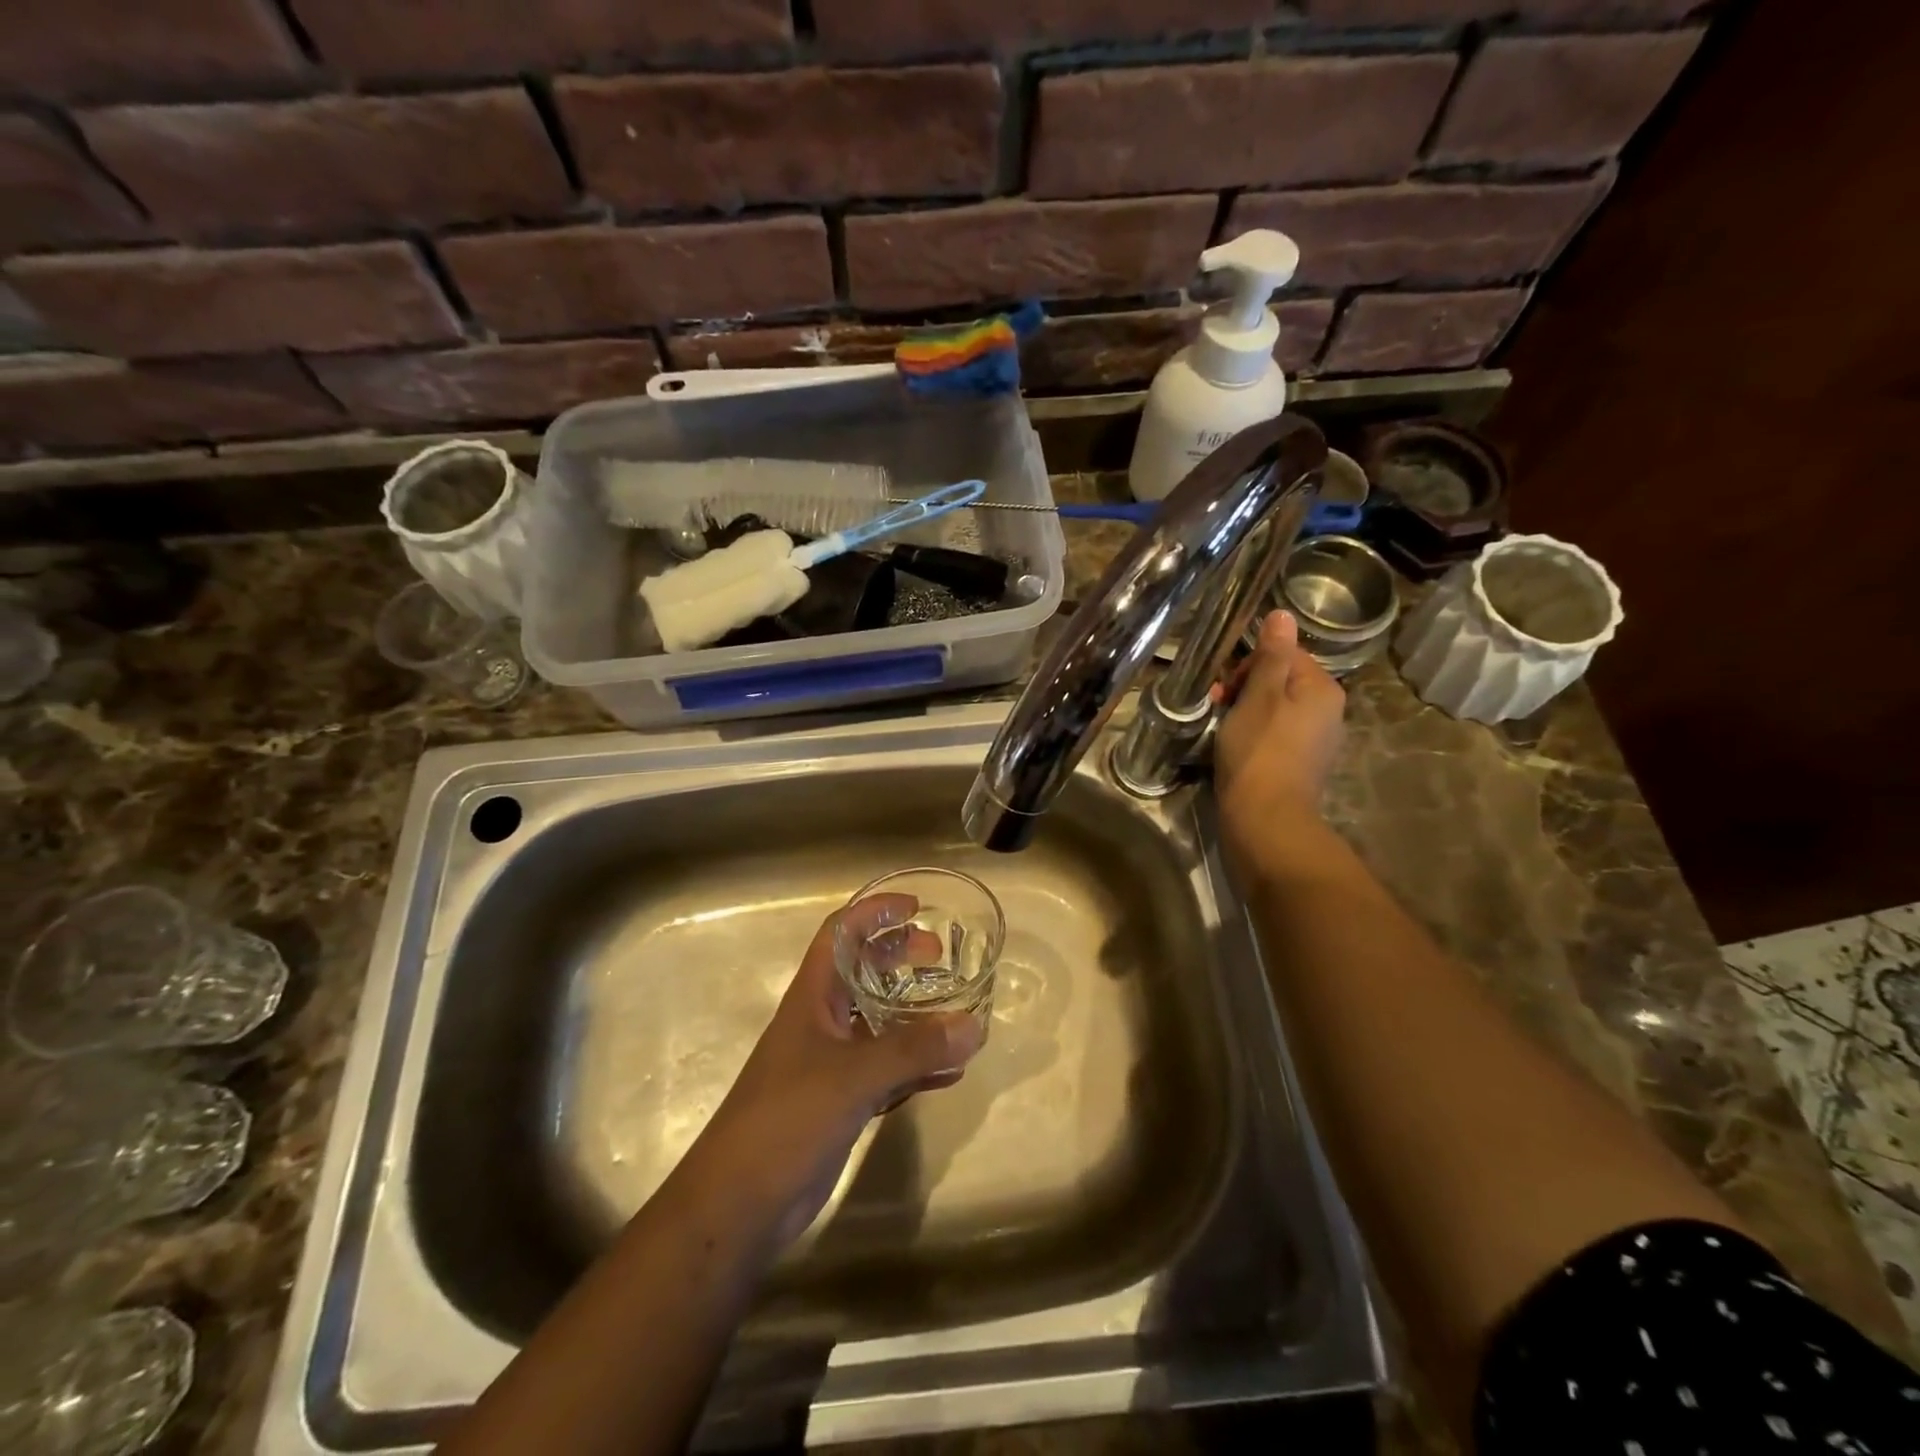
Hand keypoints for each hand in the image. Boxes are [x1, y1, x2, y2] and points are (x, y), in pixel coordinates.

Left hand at [697, 896, 985, 1247]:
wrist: (740, 1203)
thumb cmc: (787, 1119)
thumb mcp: (852, 1077)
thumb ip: (913, 1050)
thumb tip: (974, 1025)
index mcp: (812, 997)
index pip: (840, 934)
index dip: (873, 912)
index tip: (915, 908)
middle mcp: (822, 1022)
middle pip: (863, 973)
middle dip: (900, 957)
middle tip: (941, 957)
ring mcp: (831, 1063)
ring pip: (879, 1023)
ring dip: (915, 1014)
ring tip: (956, 1010)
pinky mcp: (842, 1102)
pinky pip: (888, 1070)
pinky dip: (918, 1066)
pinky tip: (951, 1072)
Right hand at [1212, 610, 1346, 865]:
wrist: (1265, 818)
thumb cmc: (1259, 750)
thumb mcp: (1259, 695)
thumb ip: (1271, 655)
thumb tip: (1283, 615)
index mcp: (1322, 689)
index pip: (1285, 654)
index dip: (1249, 665)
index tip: (1224, 687)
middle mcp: (1328, 711)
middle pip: (1280, 681)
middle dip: (1244, 688)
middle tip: (1217, 706)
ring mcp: (1315, 741)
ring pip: (1274, 709)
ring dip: (1244, 711)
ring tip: (1220, 728)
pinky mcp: (1299, 765)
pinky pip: (1274, 735)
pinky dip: (1252, 735)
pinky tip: (1233, 748)